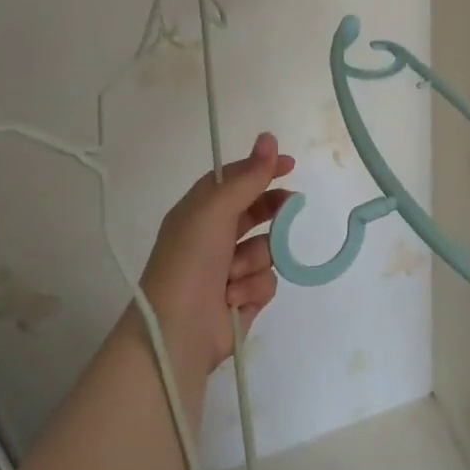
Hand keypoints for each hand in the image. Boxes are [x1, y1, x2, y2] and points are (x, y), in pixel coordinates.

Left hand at [138, 132, 295, 375]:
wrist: (178, 331)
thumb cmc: (190, 262)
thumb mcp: (215, 211)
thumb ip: (247, 177)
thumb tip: (269, 138)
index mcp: (198, 211)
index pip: (233, 180)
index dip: (260, 169)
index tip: (289, 164)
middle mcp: (212, 237)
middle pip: (254, 212)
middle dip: (271, 211)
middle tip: (291, 205)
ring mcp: (228, 269)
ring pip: (265, 249)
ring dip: (254, 260)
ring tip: (232, 276)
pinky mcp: (242, 297)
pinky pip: (266, 279)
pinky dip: (253, 287)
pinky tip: (235, 298)